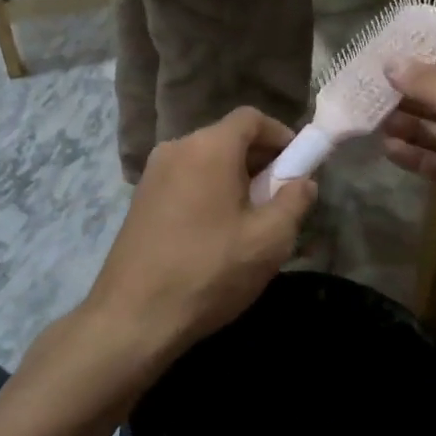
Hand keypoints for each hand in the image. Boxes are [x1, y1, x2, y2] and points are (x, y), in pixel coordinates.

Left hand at [84, 107, 316, 366]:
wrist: (132, 318)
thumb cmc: (209, 271)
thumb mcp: (269, 240)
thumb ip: (294, 201)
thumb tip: (303, 181)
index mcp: (209, 147)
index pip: (251, 117)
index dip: (281, 135)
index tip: (298, 165)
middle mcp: (177, 148)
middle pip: (228, 138)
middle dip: (260, 160)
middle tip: (278, 198)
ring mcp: (153, 173)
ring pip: (206, 160)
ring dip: (234, 178)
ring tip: (250, 219)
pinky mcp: (140, 199)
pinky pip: (186, 180)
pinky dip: (208, 191)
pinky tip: (216, 232)